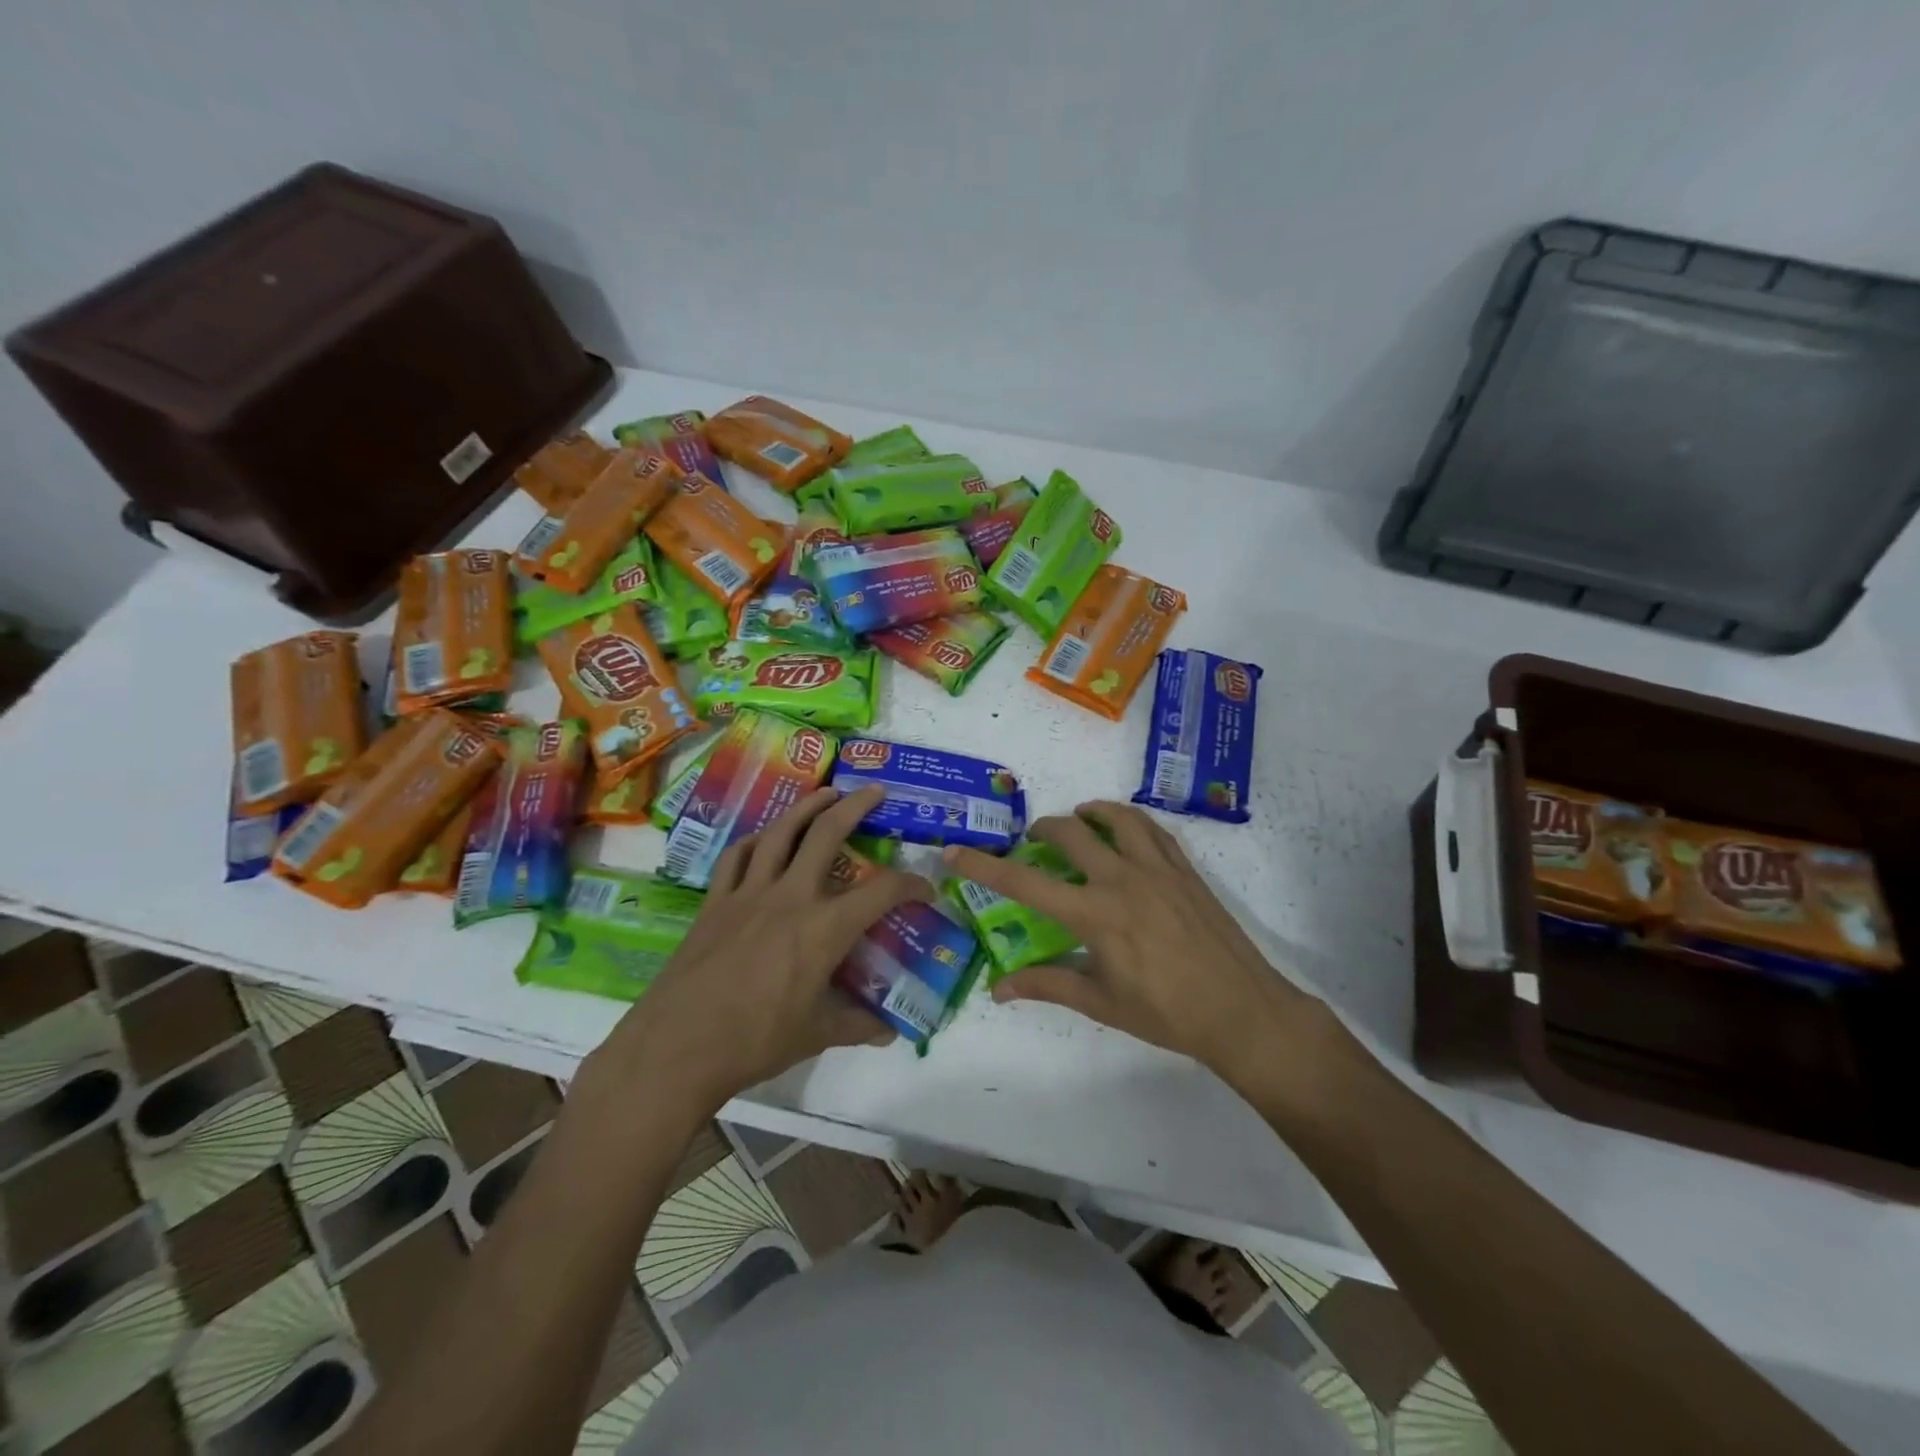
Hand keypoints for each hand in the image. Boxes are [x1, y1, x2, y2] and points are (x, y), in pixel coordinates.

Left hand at [591, 786, 932, 1112]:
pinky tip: (764, 838)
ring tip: (826, 793)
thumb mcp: (815, 1035)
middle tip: (874, 791)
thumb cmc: (755, 1041)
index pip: (881, 892)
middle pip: (826, 834)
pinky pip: (736, 856)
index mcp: (824, 928)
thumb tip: (888, 1032)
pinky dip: (756, 839)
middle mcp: (790, 896)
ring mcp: (748, 893)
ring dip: (806, 806)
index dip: (910, 885)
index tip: (924, 889)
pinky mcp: (715, 902)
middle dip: (856, 806)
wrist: (677, 1046)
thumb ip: (856, 1025)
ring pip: (780, 832)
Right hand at [945, 801, 1318, 1086]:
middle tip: (1034, 842)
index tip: (954, 851)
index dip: (984, 867)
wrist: (1241, 1010)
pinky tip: (1126, 835)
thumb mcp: (1101, 1003)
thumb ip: (1048, 985)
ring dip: (1091, 812)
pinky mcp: (1185, 869)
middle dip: (1043, 830)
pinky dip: (1130, 822)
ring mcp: (1158, 869)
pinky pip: (1153, 829)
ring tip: (1080, 821)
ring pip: (1117, 818)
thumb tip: (999, 988)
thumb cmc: (1167, 1013)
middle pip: (1071, 833)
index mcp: (1095, 914)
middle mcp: (1122, 879)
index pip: (1025, 884)